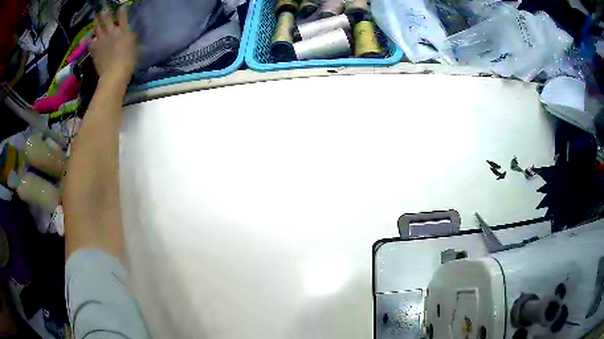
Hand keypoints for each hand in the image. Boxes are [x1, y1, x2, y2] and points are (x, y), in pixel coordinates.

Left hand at [91, 6, 136, 84]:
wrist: (114, 74)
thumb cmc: (129, 61)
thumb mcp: (135, 46)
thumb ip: (131, 38)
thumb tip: (129, 34)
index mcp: (123, 30)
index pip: (122, 15)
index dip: (122, 9)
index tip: (121, 6)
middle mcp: (111, 32)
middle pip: (107, 19)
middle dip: (105, 14)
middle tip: (103, 11)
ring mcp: (101, 41)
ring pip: (97, 28)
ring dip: (97, 23)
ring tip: (96, 21)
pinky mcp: (94, 51)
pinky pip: (90, 43)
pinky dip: (90, 41)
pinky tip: (90, 40)